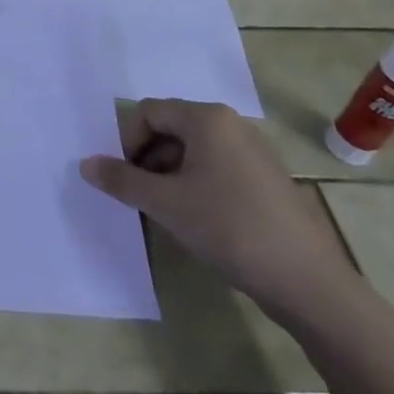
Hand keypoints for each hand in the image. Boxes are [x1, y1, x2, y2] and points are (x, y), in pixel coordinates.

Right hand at [81, 98, 355, 324]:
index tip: (125, 178)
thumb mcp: (165, 203)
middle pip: (171, 128)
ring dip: (170, 174)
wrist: (308, 282)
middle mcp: (231, 124)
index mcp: (207, 118)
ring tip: (167, 212)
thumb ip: (121, 180)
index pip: (149, 112)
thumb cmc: (229, 227)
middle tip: (141, 196)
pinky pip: (218, 168)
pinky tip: (198, 220)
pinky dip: (197, 185)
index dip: (128, 141)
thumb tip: (86, 164)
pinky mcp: (267, 179)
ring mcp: (254, 152)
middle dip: (148, 159)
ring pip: (194, 151)